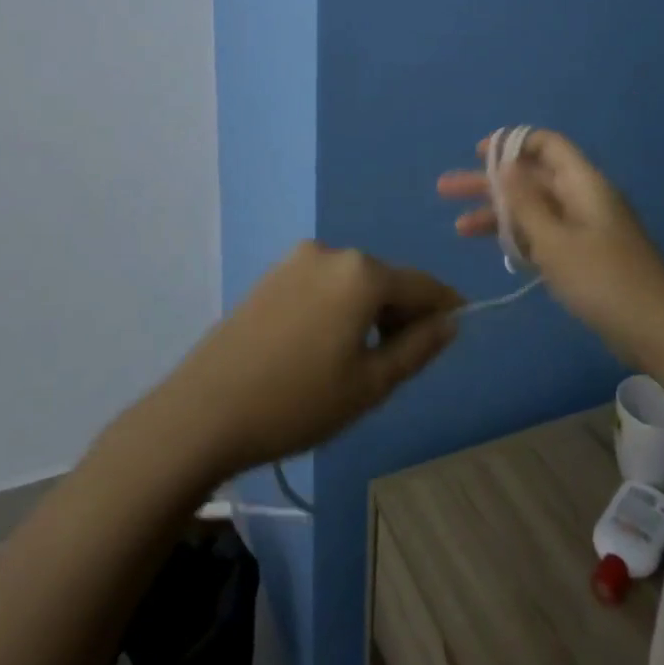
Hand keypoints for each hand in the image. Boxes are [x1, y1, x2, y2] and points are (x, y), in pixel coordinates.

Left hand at [164, 241, 462, 477]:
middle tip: (406, 357)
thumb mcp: (370, 384)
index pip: (421, 285)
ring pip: (353, 282)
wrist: (203, 411)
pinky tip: (327, 345)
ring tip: (364, 357)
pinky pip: (323, 285)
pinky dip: (339, 306)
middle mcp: (331, 252)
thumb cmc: (298, 402)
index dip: (444, 305)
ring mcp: (296, 260)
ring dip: (369, 310)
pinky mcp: (271, 275)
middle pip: (385, 279)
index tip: (460, 323)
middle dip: (403, 311)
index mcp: (362, 273)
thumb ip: (418, 347)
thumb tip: (449, 322)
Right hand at [437, 129, 663, 362]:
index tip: (477, 154)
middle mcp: (584, 198)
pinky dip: (520, 237)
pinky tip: (496, 249)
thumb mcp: (555, 241)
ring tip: (459, 227)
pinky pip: (546, 234)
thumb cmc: (602, 280)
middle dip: (490, 183)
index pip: (547, 145)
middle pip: (532, 178)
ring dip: (498, 214)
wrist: (656, 332)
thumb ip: (526, 203)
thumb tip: (505, 166)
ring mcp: (586, 228)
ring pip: (535, 209)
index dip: (511, 143)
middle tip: (446, 189)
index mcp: (584, 184)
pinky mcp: (586, 255)